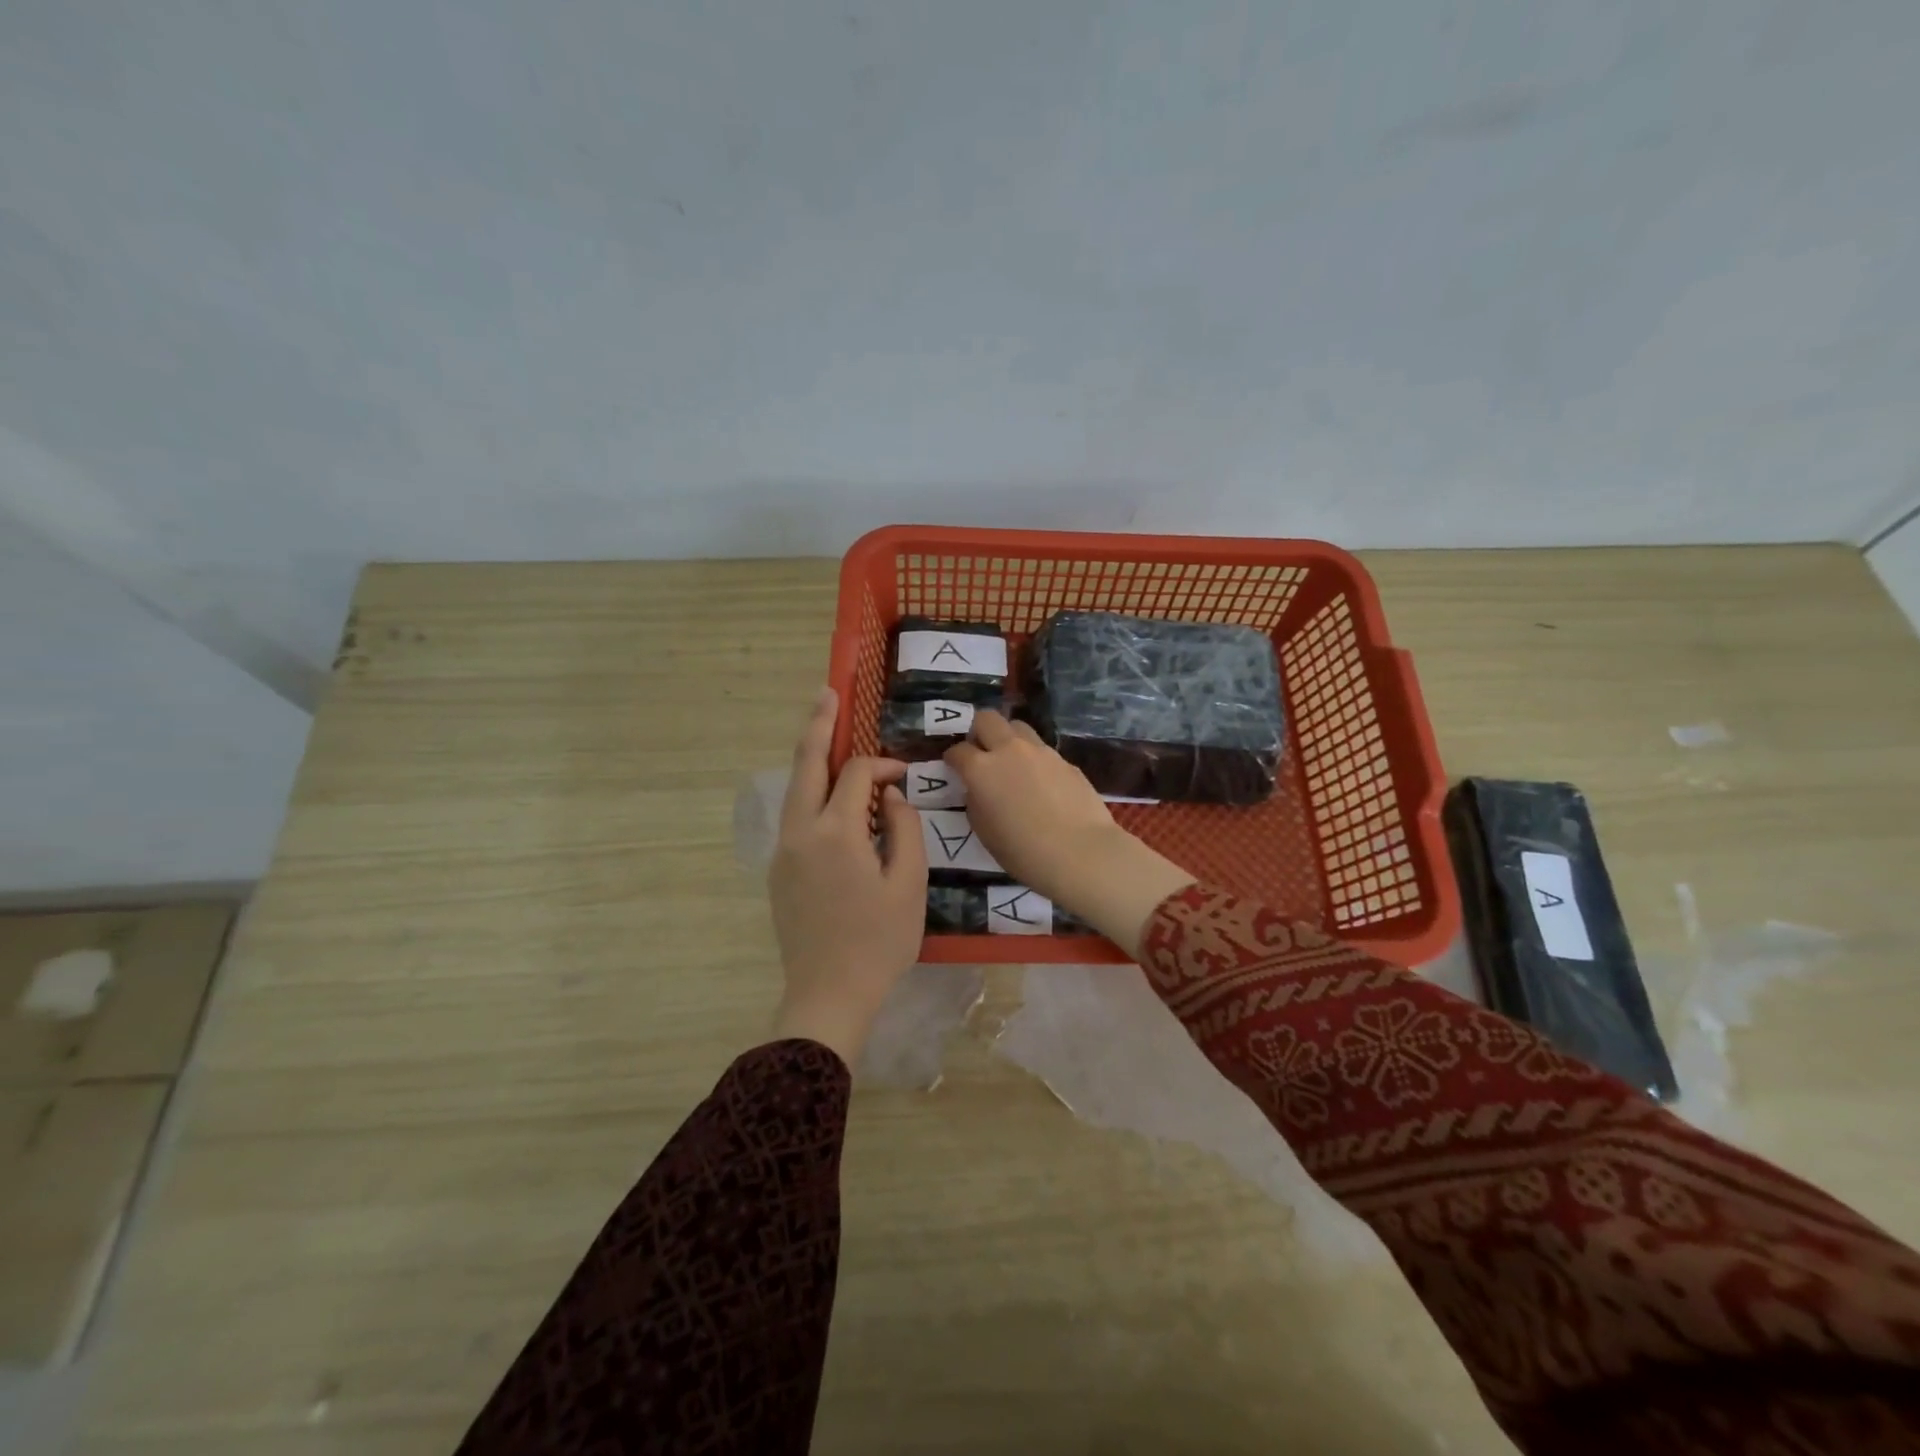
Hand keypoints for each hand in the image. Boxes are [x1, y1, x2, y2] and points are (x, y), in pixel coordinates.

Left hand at [768, 688, 927, 1063]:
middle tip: (827, 692)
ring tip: (826, 729)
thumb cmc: (879, 941)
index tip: (906, 778)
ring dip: (813, 759)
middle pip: (807, 764)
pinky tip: (832, 797)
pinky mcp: (780, 870)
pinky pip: (796, 816)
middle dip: (818, 725)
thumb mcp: (908, 884)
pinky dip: (813, 795)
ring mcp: (784, 851)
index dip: (884, 766)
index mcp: (835, 832)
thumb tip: (890, 795)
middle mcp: (800, 832)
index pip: (858, 775)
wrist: (828, 994)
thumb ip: (904, 828)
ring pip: (796, 789)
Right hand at [944, 711, 1191, 956]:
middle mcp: (1009, 750)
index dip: (952, 758)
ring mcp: (1040, 751)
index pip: (957, 750)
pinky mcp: (1065, 760)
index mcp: (981, 769)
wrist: (1080, 852)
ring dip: (1008, 738)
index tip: (953, 767)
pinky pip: (1042, 749)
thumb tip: (979, 789)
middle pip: (987, 718)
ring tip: (1011, 762)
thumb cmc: (1023, 851)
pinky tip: (1040, 783)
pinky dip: (1033, 758)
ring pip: (1017, 726)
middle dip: (978, 731)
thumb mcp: (984, 831)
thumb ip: (976, 802)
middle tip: (980, 752)